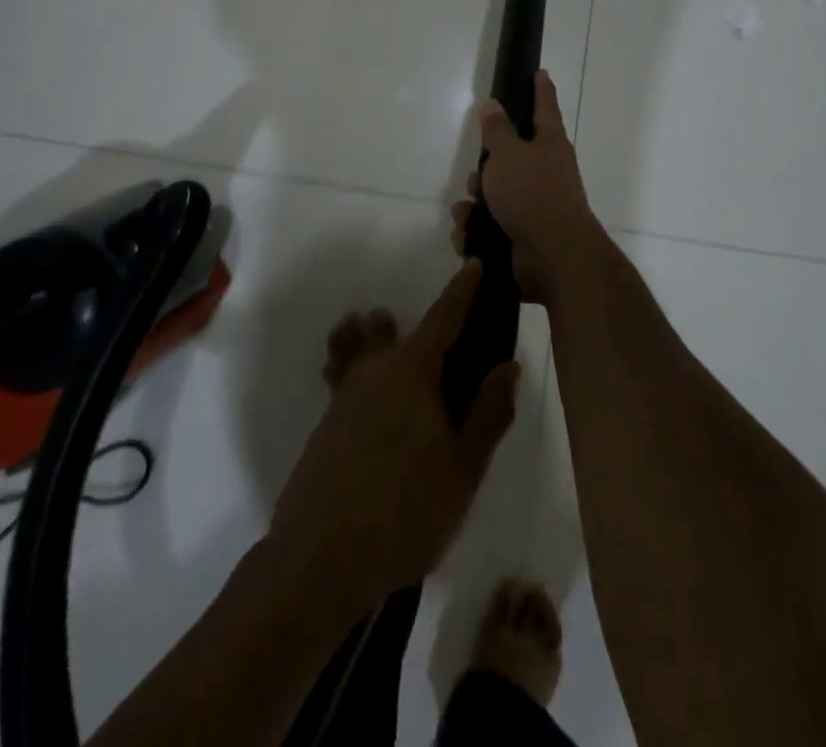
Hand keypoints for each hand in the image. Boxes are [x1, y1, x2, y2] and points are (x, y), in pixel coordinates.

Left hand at [270, 262, 519, 610]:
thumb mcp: (463, 470)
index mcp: (412, 371)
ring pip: (365, 349)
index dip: (462, 291)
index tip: (474, 264)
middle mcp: (375, 370)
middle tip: (452, 348)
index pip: (444, 317)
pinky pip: (347, 376)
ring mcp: (344, 394)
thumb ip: (489, 413)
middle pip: (401, 332)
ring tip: (400, 357)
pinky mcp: (326, 422)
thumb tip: (507, 366)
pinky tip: (372, 402)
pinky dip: (360, 369)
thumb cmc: (404, 512)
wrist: (318, 561)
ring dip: (381, 341)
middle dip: (426, 329)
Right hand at [450, 69, 600, 304]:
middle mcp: (546, 171)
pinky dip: (477, 230)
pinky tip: (468, 236)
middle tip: (478, 176)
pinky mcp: (524, 234)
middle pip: (510, 157)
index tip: (538, 72)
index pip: (544, 107)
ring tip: (468, 213)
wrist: (553, 256)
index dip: (540, 89)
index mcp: (549, 144)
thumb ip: (497, 130)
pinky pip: (491, 225)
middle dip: (486, 167)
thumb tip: (493, 105)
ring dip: (476, 203)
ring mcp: (536, 205)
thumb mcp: (508, 154)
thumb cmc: (532, 194)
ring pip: (496, 193)